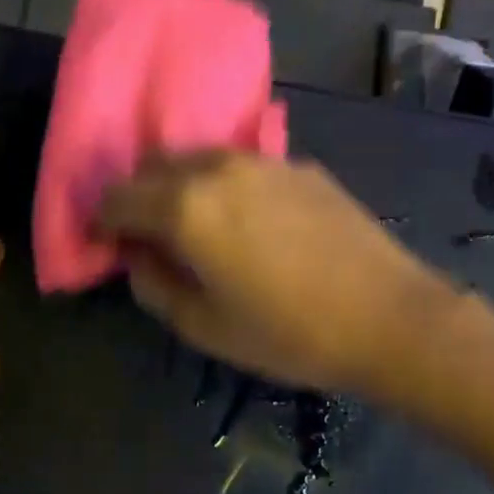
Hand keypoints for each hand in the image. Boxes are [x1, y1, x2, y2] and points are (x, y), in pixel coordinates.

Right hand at [96, 152, 453, 395]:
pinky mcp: (297, 166)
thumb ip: (154, 285)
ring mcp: (261, 161)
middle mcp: (215, 168)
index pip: (117, 197)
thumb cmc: (288, 334)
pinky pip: (239, 166)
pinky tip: (247, 222)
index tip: (107, 244)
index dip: (102, 221)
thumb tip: (136, 256)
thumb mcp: (204, 327)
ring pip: (197, 159)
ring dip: (180, 185)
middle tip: (147, 236)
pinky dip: (222, 185)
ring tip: (195, 226)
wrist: (391, 318)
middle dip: (138, 197)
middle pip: (153, 166)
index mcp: (184, 207)